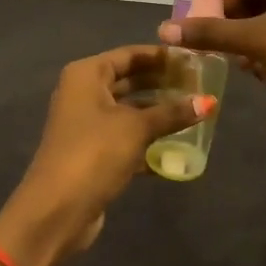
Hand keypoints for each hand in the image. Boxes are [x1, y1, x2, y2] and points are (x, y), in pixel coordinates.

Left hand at [0, 45, 210, 265]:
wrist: (57, 210)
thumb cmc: (94, 153)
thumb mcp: (136, 128)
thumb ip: (172, 113)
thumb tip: (209, 101)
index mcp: (87, 75)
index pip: (129, 55)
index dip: (161, 56)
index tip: (193, 60)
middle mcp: (83, 93)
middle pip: (129, 80)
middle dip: (162, 84)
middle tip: (199, 86)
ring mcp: (86, 124)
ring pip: (129, 110)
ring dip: (158, 112)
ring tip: (194, 112)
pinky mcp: (93, 152)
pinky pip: (126, 136)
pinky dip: (148, 139)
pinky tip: (178, 147)